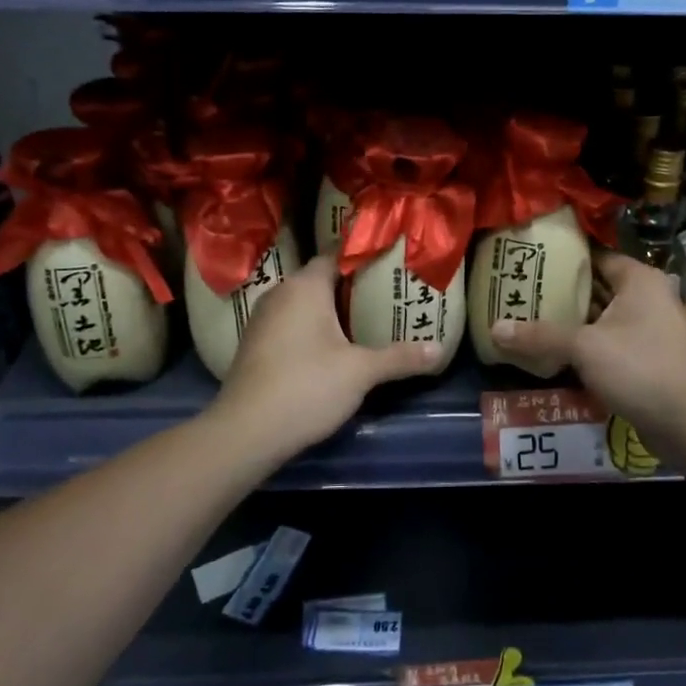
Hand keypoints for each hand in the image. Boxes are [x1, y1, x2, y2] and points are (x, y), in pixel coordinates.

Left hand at [214, 253, 440, 455]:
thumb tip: (439, 350)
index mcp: (305, 287)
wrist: (246, 431)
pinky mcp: (255, 345)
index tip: (390, 260)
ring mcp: (262, 320)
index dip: (363, 256)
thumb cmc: (307, 386)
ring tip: (365, 318)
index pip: (336, 255)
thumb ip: (400, 357)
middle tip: (386, 292)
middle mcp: (280, 294)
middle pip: (320, 279)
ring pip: (303, 303)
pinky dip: (312, 328)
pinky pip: (290, 323)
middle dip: (351, 285)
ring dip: (330, 309)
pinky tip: (332, 347)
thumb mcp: (361, 372)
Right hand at [491, 252, 685, 441]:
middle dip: (561, 291)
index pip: (595, 256)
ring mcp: (650, 328)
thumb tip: (495, 328)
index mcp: (639, 280)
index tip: (529, 261)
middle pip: (597, 286)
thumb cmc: (639, 367)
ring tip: (528, 318)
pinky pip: (609, 341)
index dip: (563, 258)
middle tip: (521, 291)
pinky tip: (554, 351)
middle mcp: (648, 297)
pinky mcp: (647, 357)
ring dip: (572, 321)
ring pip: (602, 317)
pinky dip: (585, 344)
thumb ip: (540, 336)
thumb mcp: (584, 347)